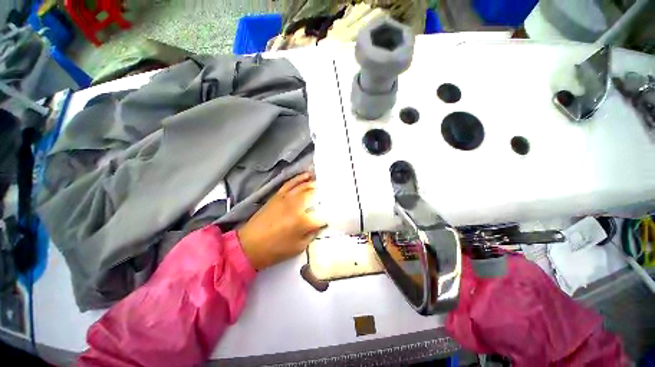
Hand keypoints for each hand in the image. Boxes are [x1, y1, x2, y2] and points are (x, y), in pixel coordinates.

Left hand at [238, 173, 325, 269]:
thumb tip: (319, 224)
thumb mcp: (298, 247)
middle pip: (315, 195)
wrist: (249, 245)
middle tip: (332, 193)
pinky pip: (291, 183)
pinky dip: (300, 178)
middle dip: (325, 194)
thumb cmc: (275, 250)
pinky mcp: (278, 195)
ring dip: (315, 183)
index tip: (335, 215)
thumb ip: (312, 234)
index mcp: (303, 221)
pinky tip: (307, 175)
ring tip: (324, 182)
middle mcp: (296, 205)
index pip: (323, 215)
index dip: (330, 215)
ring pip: (305, 186)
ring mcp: (287, 198)